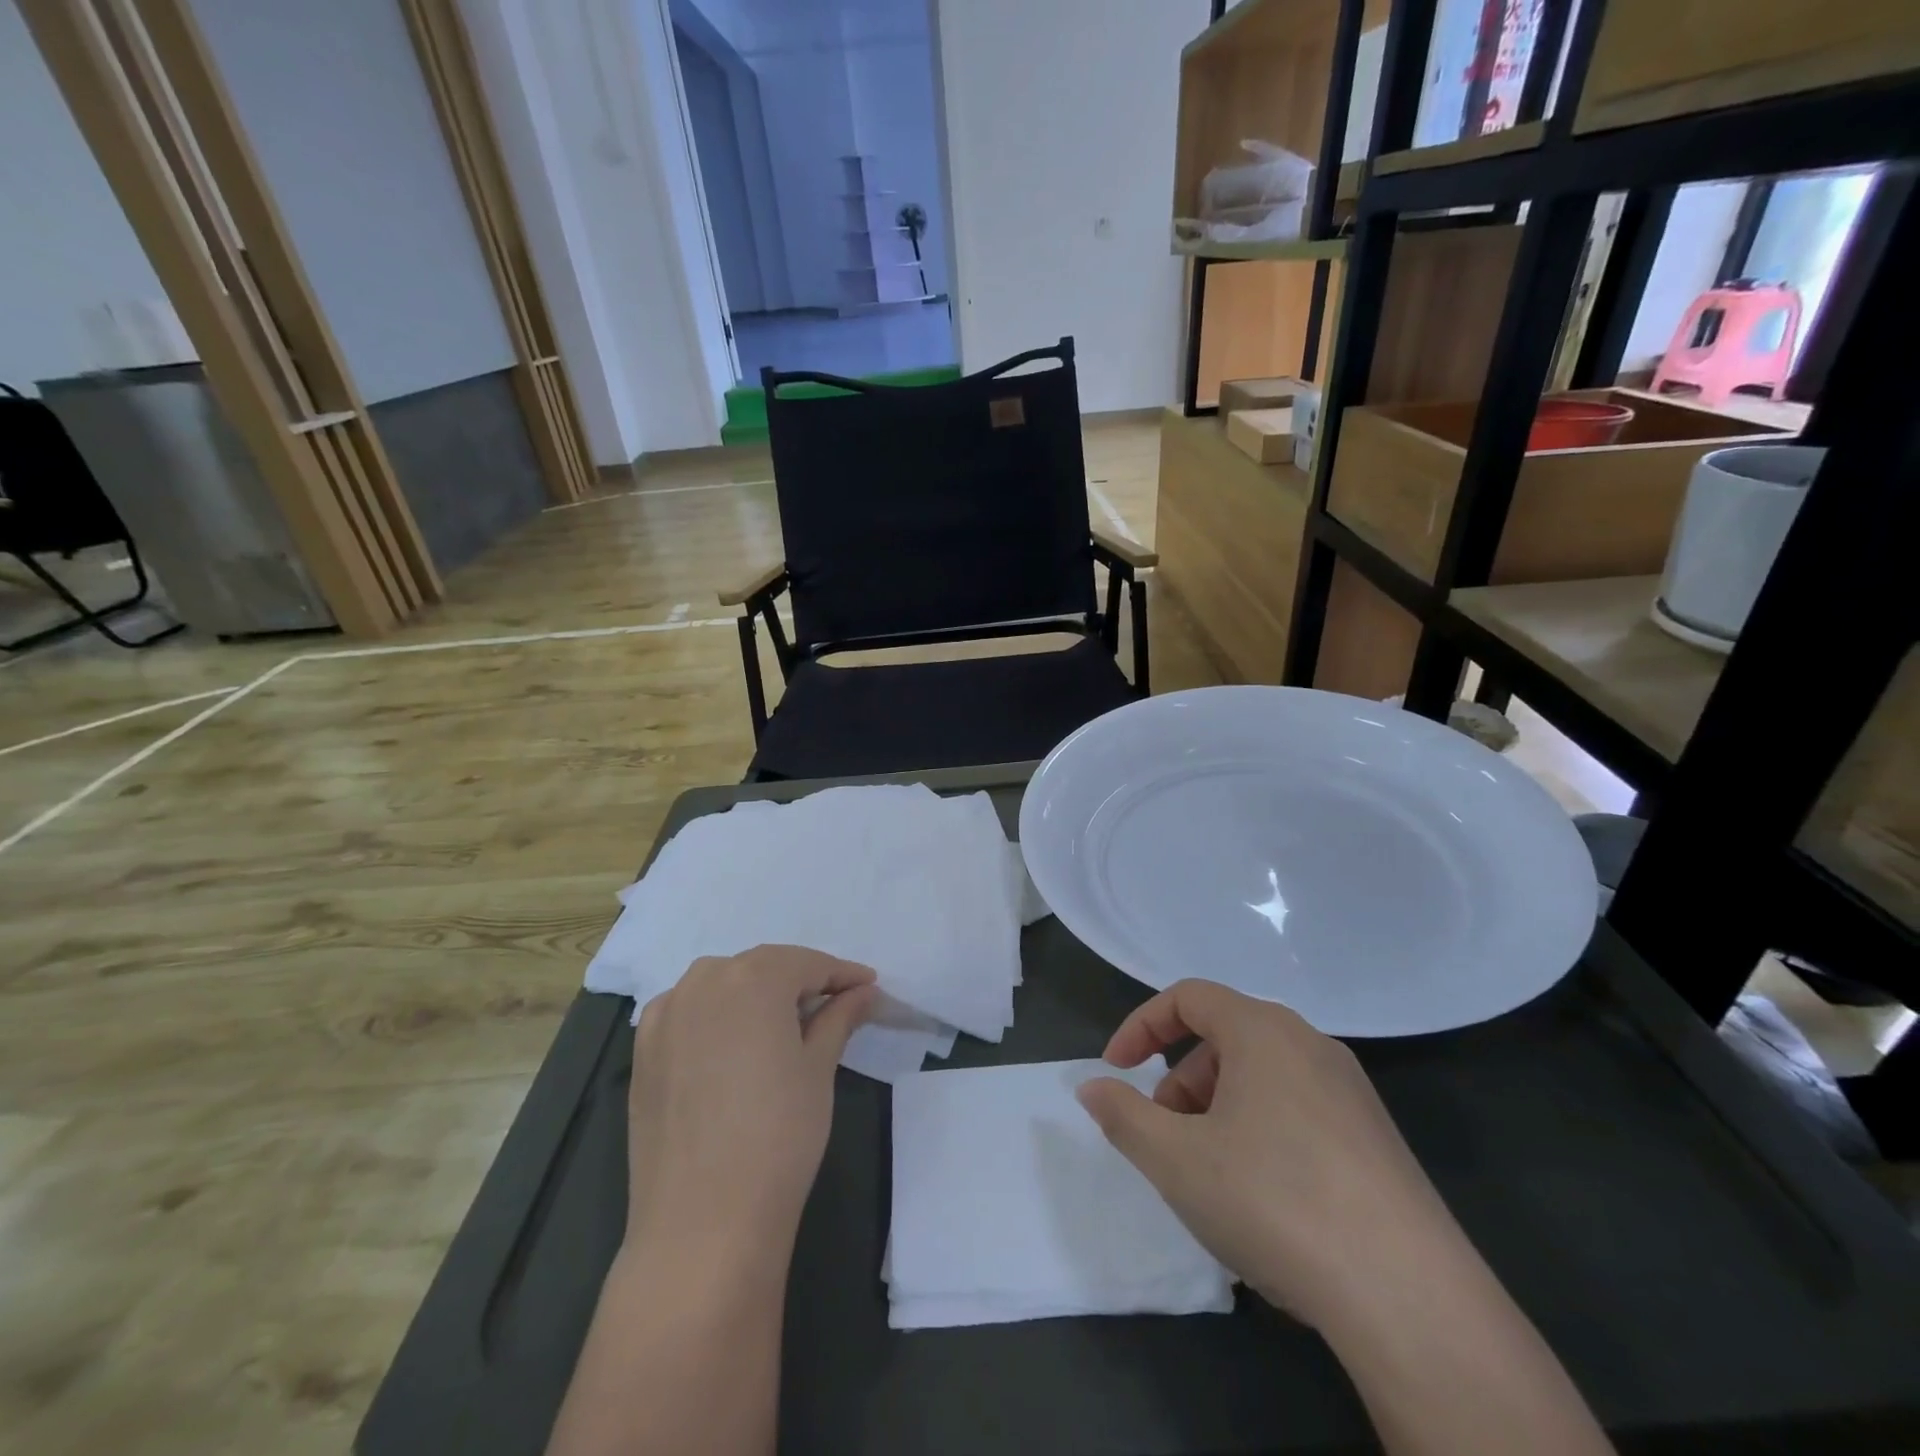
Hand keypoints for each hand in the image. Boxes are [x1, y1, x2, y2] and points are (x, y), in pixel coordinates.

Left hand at [625, 945, 876, 1258]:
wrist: (702, 1224)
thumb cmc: (779, 1136)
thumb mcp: (819, 1068)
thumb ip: (838, 1018)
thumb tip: (863, 992)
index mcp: (753, 978)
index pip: (807, 963)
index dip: (842, 974)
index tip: (869, 986)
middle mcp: (703, 982)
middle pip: (762, 968)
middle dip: (799, 980)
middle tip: (833, 1004)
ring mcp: (666, 1015)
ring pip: (721, 984)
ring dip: (756, 993)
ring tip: (785, 1022)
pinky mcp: (643, 1051)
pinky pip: (688, 1012)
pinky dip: (716, 1014)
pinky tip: (733, 1042)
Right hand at [1076, 979, 1472, 1332]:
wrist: (1409, 1297)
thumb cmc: (1273, 1200)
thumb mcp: (1175, 1159)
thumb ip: (1123, 1115)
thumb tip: (1092, 1088)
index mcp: (1263, 1030)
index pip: (1188, 996)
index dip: (1142, 1026)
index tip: (1115, 1070)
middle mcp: (1310, 1044)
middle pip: (1225, 1037)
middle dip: (1180, 1080)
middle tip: (1165, 1136)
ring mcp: (1352, 1092)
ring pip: (1262, 1076)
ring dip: (1218, 1109)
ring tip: (1211, 1174)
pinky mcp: (1377, 1139)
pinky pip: (1298, 1110)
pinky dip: (1261, 1131)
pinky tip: (1263, 1198)